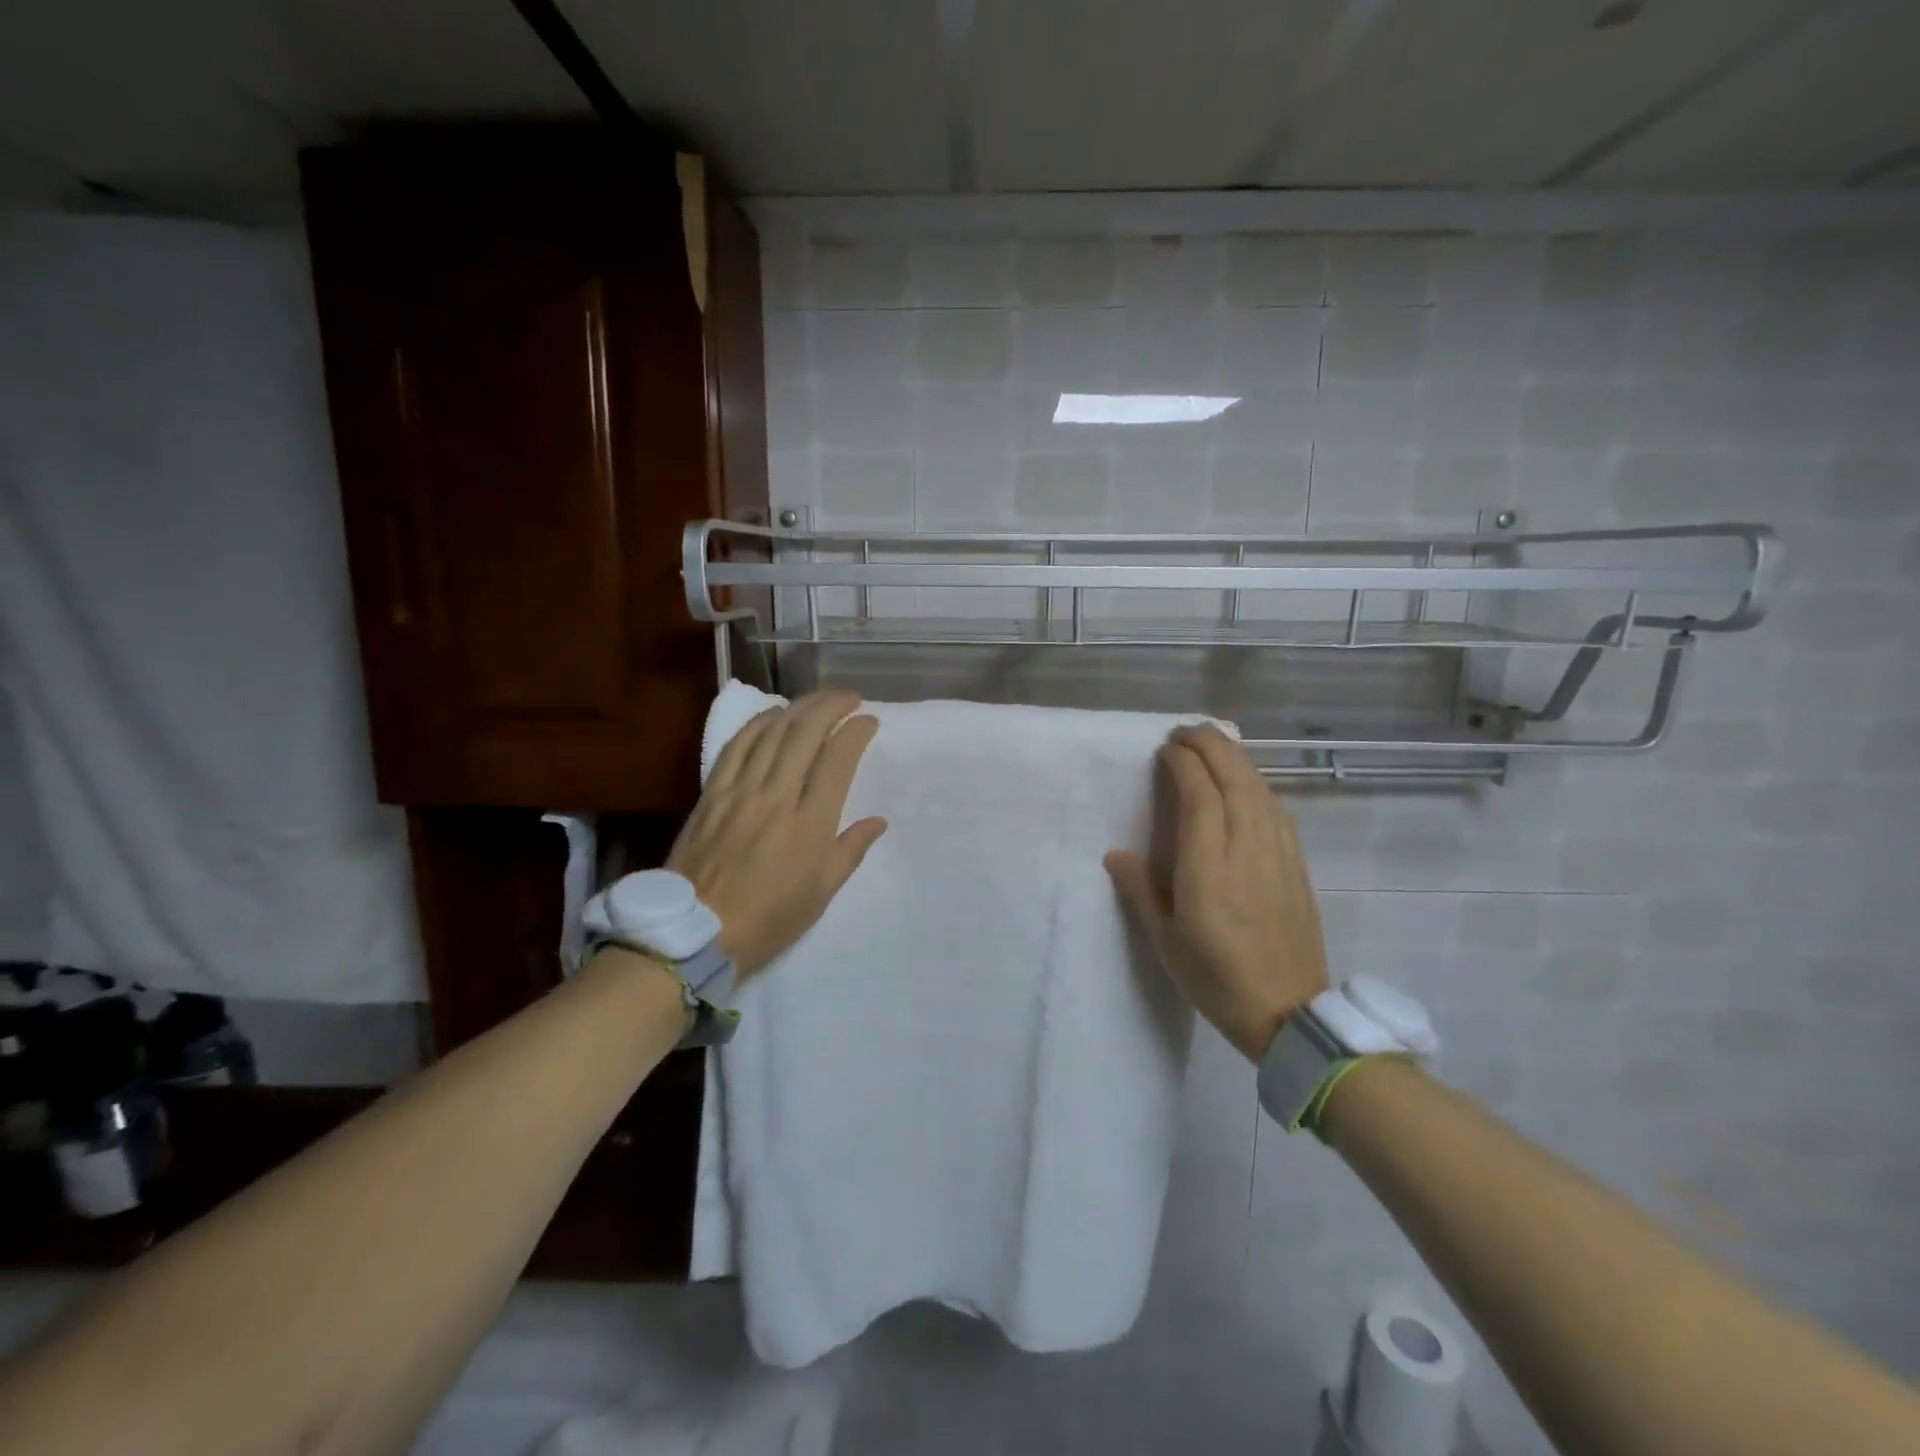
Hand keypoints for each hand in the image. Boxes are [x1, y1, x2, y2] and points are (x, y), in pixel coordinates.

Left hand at [667, 690, 887, 977]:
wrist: (696, 933)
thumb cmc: (769, 919)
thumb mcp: (821, 893)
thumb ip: (850, 850)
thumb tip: (877, 821)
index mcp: (810, 824)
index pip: (838, 760)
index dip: (856, 733)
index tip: (869, 721)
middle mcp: (776, 797)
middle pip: (805, 733)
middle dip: (831, 706)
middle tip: (849, 697)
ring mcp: (740, 791)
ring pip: (771, 733)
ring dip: (798, 707)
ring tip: (817, 700)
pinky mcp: (712, 793)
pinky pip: (736, 746)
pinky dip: (757, 723)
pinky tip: (772, 715)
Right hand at [1104, 724, 1328, 1061]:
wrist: (1289, 1014)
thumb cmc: (1217, 979)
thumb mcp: (1166, 941)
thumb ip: (1141, 890)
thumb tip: (1116, 853)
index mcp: (1209, 868)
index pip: (1200, 794)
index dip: (1183, 763)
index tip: (1164, 749)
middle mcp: (1247, 850)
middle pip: (1234, 778)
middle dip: (1210, 745)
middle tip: (1185, 732)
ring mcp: (1278, 854)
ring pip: (1260, 788)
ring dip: (1235, 757)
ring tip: (1212, 744)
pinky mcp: (1296, 864)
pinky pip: (1275, 808)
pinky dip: (1256, 783)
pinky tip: (1245, 782)